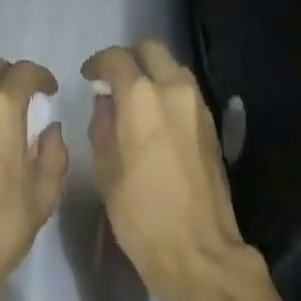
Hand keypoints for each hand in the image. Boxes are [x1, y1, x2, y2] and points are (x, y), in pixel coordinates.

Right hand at [82, 40, 254, 300]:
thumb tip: (107, 104)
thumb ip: (103, 126)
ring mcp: (198, 105)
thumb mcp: (105, 170)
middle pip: (151, 49)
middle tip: (112, 80)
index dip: (98, 63)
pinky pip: (185, 90)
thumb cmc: (140, 214)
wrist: (198, 250)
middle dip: (129, 58)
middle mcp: (173, 89)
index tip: (89, 77)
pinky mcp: (211, 123)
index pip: (116, 58)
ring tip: (134, 99)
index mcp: (141, 98)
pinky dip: (168, 91)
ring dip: (152, 72)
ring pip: (172, 67)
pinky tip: (155, 117)